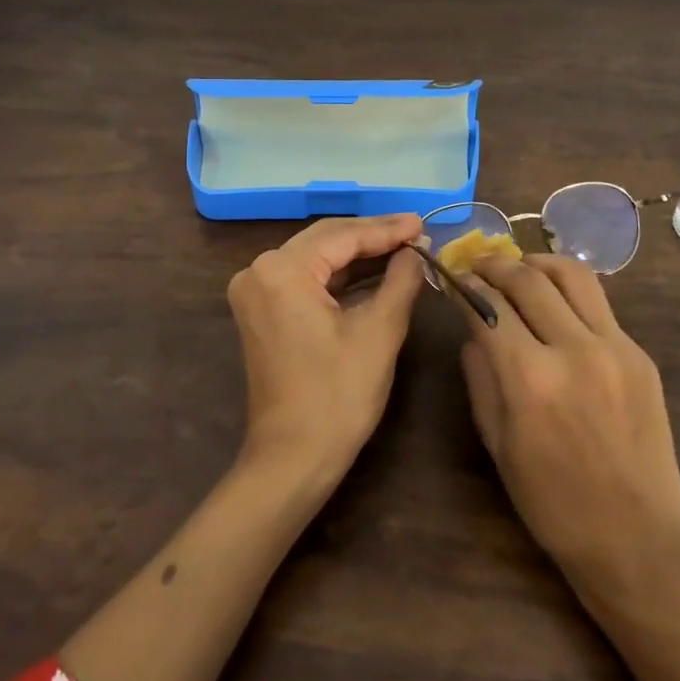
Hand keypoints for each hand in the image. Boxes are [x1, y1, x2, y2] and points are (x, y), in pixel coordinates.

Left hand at [226, 214, 425, 484]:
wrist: (293, 457)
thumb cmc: (338, 396)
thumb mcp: (379, 332)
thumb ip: (400, 280)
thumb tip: (416, 250)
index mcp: (282, 270)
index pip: (342, 235)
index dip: (387, 229)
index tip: (424, 223)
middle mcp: (259, 270)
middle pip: (325, 240)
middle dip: (372, 235)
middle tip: (417, 231)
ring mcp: (255, 290)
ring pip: (315, 257)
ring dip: (357, 253)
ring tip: (403, 246)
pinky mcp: (261, 310)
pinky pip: (304, 278)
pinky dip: (338, 275)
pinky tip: (373, 269)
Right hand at [455, 253, 679, 601]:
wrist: (636, 536)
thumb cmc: (552, 502)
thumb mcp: (497, 442)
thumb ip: (480, 375)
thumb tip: (473, 328)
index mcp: (530, 379)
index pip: (488, 306)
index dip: (464, 286)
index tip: (451, 277)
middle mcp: (574, 350)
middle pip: (527, 279)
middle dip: (494, 265)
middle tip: (476, 265)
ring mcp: (615, 347)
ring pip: (571, 275)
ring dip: (537, 262)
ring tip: (518, 268)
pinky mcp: (639, 354)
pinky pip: (599, 304)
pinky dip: (568, 292)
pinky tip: (554, 305)